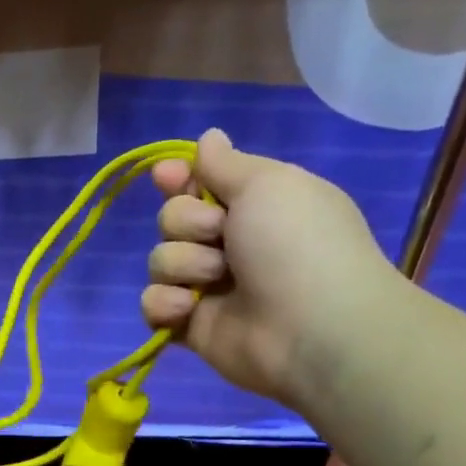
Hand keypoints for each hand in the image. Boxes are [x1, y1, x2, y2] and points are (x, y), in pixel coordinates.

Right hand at [142, 129, 403, 409]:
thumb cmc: (296, 244)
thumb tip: (208, 136)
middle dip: (186, 222)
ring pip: (160, 260)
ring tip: (217, 280)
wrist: (311, 329)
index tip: (166, 176)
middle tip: (219, 233)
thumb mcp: (268, 183)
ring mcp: (209, 287)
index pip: (200, 184)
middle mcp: (231, 244)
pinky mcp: (190, 326)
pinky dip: (166, 304)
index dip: (179, 178)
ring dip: (183, 264)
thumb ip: (226, 163)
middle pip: (172, 219)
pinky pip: (153, 304)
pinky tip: (189, 309)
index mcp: (256, 206)